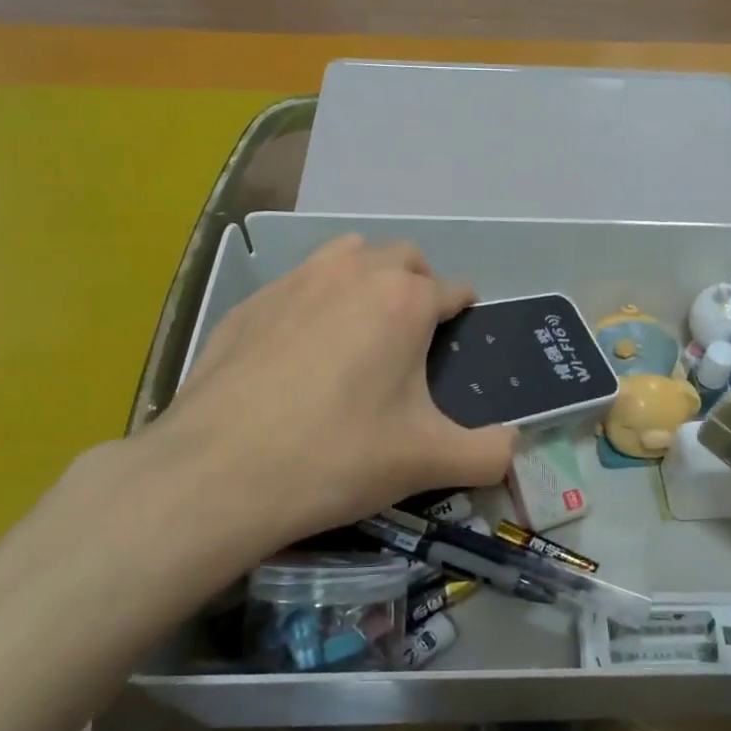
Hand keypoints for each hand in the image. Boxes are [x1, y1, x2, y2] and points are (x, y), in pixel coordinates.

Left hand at [81, 236, 512, 591]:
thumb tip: (513, 447)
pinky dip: (314, 303)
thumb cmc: (337, 457)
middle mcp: (352, 273)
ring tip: (360, 333)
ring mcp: (293, 282)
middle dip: (418, 285)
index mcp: (403, 300)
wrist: (217, 474)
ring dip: (365, 279)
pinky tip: (299, 356)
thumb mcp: (429, 462)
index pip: (453, 289)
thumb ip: (490, 452)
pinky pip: (297, 285)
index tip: (461, 343)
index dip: (465, 313)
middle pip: (402, 258)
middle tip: (413, 339)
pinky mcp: (248, 303)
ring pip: (346, 256)